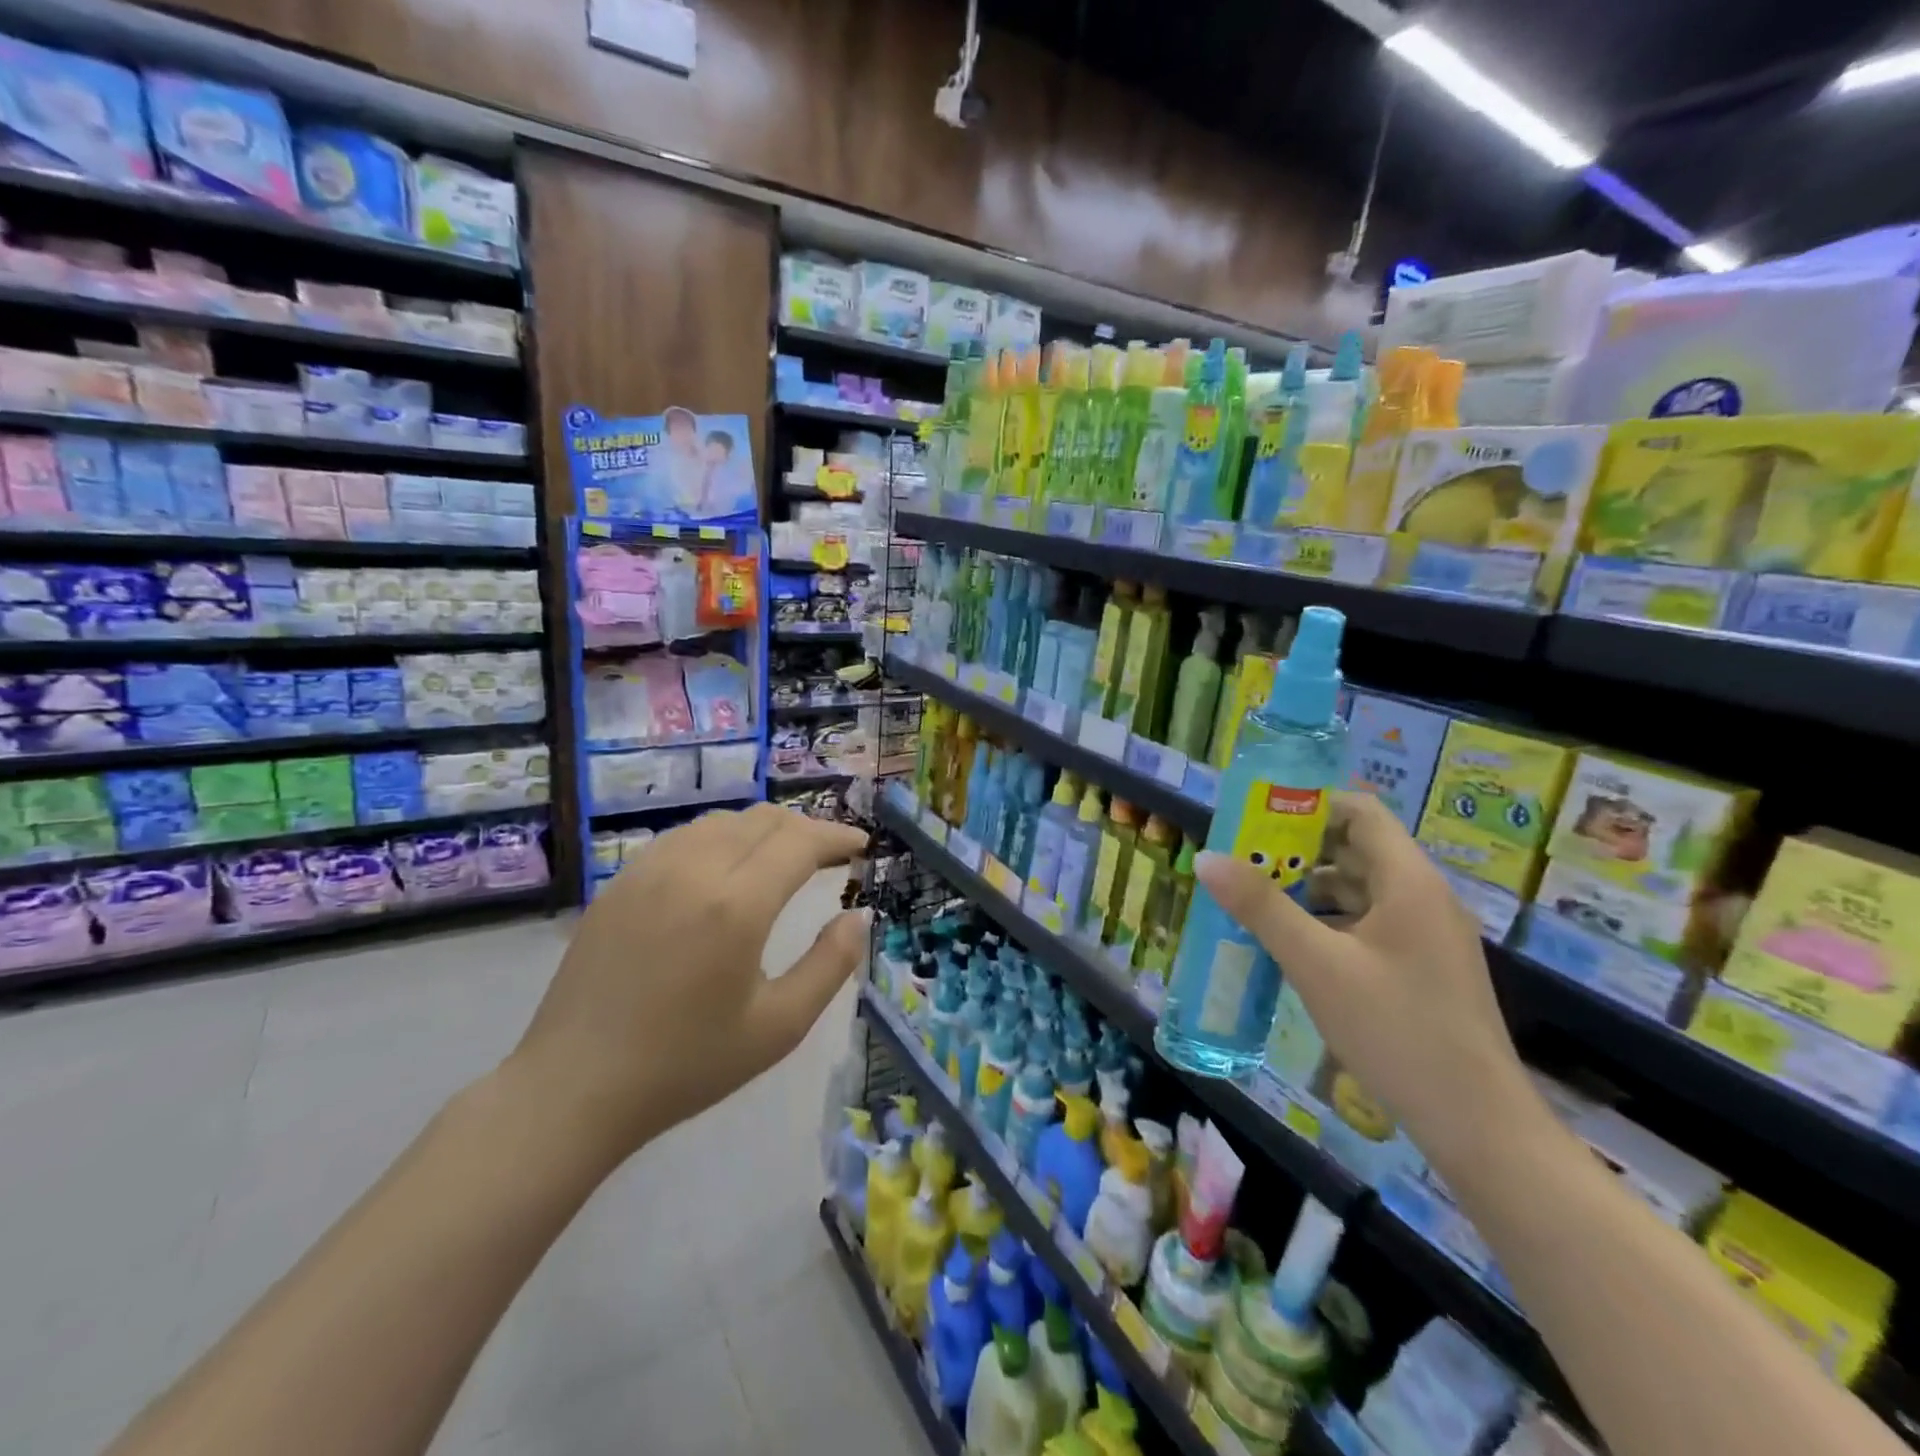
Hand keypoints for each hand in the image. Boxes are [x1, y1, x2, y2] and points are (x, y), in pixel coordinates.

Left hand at [506, 805, 867, 1165]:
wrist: (574, 1088)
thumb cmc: (686, 1064)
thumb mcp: (778, 1027)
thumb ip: (830, 965)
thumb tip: (858, 917)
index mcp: (737, 905)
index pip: (800, 842)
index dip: (837, 837)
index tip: (861, 847)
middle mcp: (694, 870)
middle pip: (763, 820)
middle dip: (806, 828)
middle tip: (830, 855)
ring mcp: (650, 871)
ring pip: (721, 821)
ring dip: (763, 829)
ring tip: (783, 857)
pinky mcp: (620, 883)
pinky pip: (683, 837)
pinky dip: (720, 837)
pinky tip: (724, 868)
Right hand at [1196, 792, 1543, 1180]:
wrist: (1478, 1125)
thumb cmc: (1396, 1031)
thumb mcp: (1317, 965)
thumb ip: (1261, 908)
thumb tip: (1206, 857)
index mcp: (1409, 881)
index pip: (1360, 811)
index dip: (1308, 804)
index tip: (1256, 817)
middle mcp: (1423, 897)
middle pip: (1356, 848)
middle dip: (1298, 848)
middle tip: (1241, 857)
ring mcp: (1426, 936)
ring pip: (1360, 889)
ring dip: (1309, 887)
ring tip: (1254, 897)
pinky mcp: (1421, 968)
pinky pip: (1368, 923)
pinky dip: (1328, 920)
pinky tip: (1291, 942)